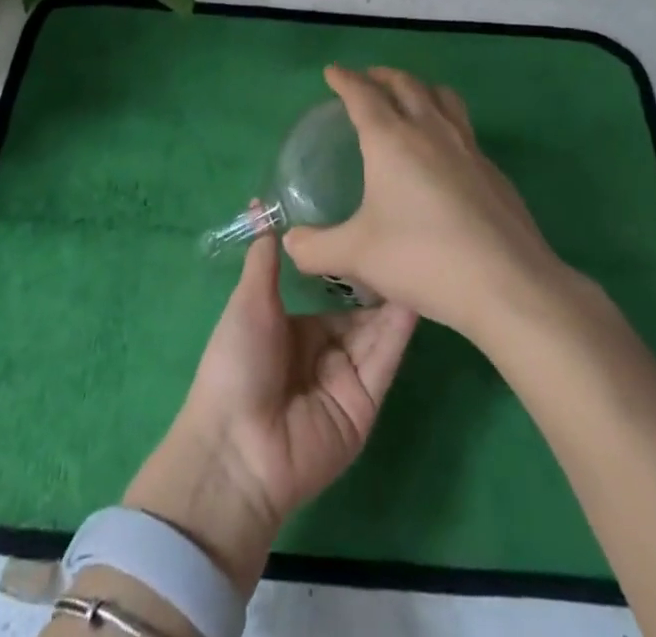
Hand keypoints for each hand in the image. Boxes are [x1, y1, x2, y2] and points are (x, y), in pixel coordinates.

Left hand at [123, 230, 416, 590]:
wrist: (237, 448)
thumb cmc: (236, 364)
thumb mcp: (248, 302)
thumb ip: (263, 260)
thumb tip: (260, 207)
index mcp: (294, 328)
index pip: (331, 292)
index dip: (348, 265)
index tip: (369, 225)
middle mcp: (324, 351)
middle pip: (360, 311)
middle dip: (379, 280)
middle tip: (405, 237)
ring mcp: (347, 378)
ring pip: (377, 330)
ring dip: (395, 297)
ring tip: (419, 255)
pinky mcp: (366, 403)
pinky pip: (384, 358)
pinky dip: (400, 328)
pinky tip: (417, 294)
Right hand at [283, 66, 562, 337]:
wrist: (507, 283)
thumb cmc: (423, 258)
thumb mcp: (357, 255)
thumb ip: (317, 248)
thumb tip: (291, 244)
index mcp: (391, 139)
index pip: (363, 94)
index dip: (345, 79)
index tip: (333, 72)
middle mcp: (430, 130)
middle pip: (405, 84)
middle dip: (382, 75)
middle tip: (368, 79)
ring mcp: (467, 146)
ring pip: (442, 96)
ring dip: (420, 87)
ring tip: (410, 97)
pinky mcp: (492, 169)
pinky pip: (463, 127)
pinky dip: (446, 120)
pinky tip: (443, 151)